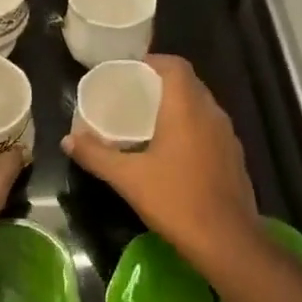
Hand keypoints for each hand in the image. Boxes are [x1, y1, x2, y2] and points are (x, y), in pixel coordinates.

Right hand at [63, 55, 260, 274]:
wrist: (226, 240)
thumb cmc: (175, 200)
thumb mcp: (128, 178)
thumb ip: (96, 155)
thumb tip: (67, 140)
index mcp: (187, 108)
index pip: (176, 66)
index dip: (154, 62)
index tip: (131, 70)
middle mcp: (212, 113)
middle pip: (189, 84)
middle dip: (162, 84)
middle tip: (134, 95)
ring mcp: (228, 135)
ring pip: (202, 106)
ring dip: (179, 106)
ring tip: (150, 120)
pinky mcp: (234, 156)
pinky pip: (210, 128)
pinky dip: (191, 127)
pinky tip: (174, 150)